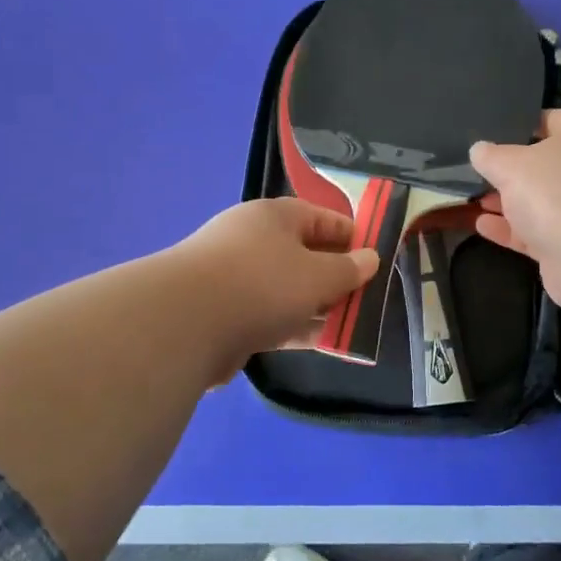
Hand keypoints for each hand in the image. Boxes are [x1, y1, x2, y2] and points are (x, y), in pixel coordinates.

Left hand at [177, 197, 378, 380]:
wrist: (186, 324)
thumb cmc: (262, 284)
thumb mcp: (318, 275)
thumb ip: (348, 269)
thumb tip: (370, 258)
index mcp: (273, 217)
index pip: (320, 217)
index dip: (350, 234)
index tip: (374, 255)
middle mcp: (251, 240)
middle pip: (303, 254)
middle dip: (334, 275)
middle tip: (364, 295)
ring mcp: (234, 278)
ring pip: (286, 288)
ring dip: (316, 305)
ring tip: (349, 323)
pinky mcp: (223, 314)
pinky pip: (269, 315)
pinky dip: (293, 326)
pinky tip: (318, 343)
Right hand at [470, 109, 560, 309]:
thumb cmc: (557, 191)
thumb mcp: (511, 164)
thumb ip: (491, 156)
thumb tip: (480, 149)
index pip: (548, 120)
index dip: (518, 125)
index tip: (487, 134)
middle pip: (543, 164)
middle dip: (509, 170)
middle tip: (474, 171)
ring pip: (539, 200)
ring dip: (507, 202)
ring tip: (472, 199)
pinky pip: (537, 231)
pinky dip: (511, 229)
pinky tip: (482, 226)